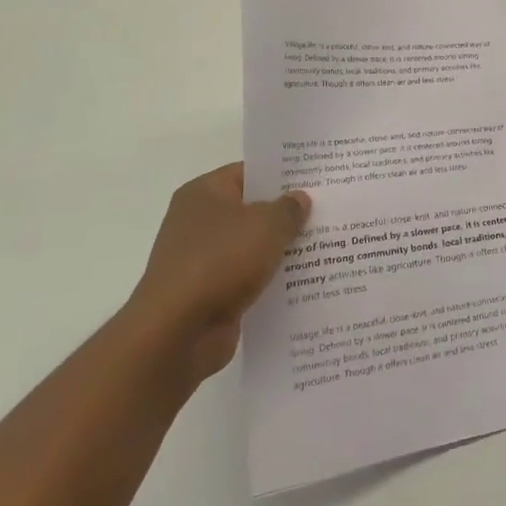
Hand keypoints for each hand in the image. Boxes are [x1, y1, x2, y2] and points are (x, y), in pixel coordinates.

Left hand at [126, 163, 310, 384]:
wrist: (177, 333)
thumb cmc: (220, 262)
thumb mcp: (266, 225)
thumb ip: (289, 208)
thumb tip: (299, 199)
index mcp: (204, 193)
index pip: (249, 173)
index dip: (282, 174)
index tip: (316, 179)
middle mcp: (197, 222)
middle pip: (251, 209)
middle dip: (286, 213)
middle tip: (327, 210)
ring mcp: (201, 259)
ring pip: (251, 245)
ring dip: (281, 248)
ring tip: (326, 245)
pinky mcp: (209, 293)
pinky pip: (247, 277)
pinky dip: (269, 278)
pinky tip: (303, 279)